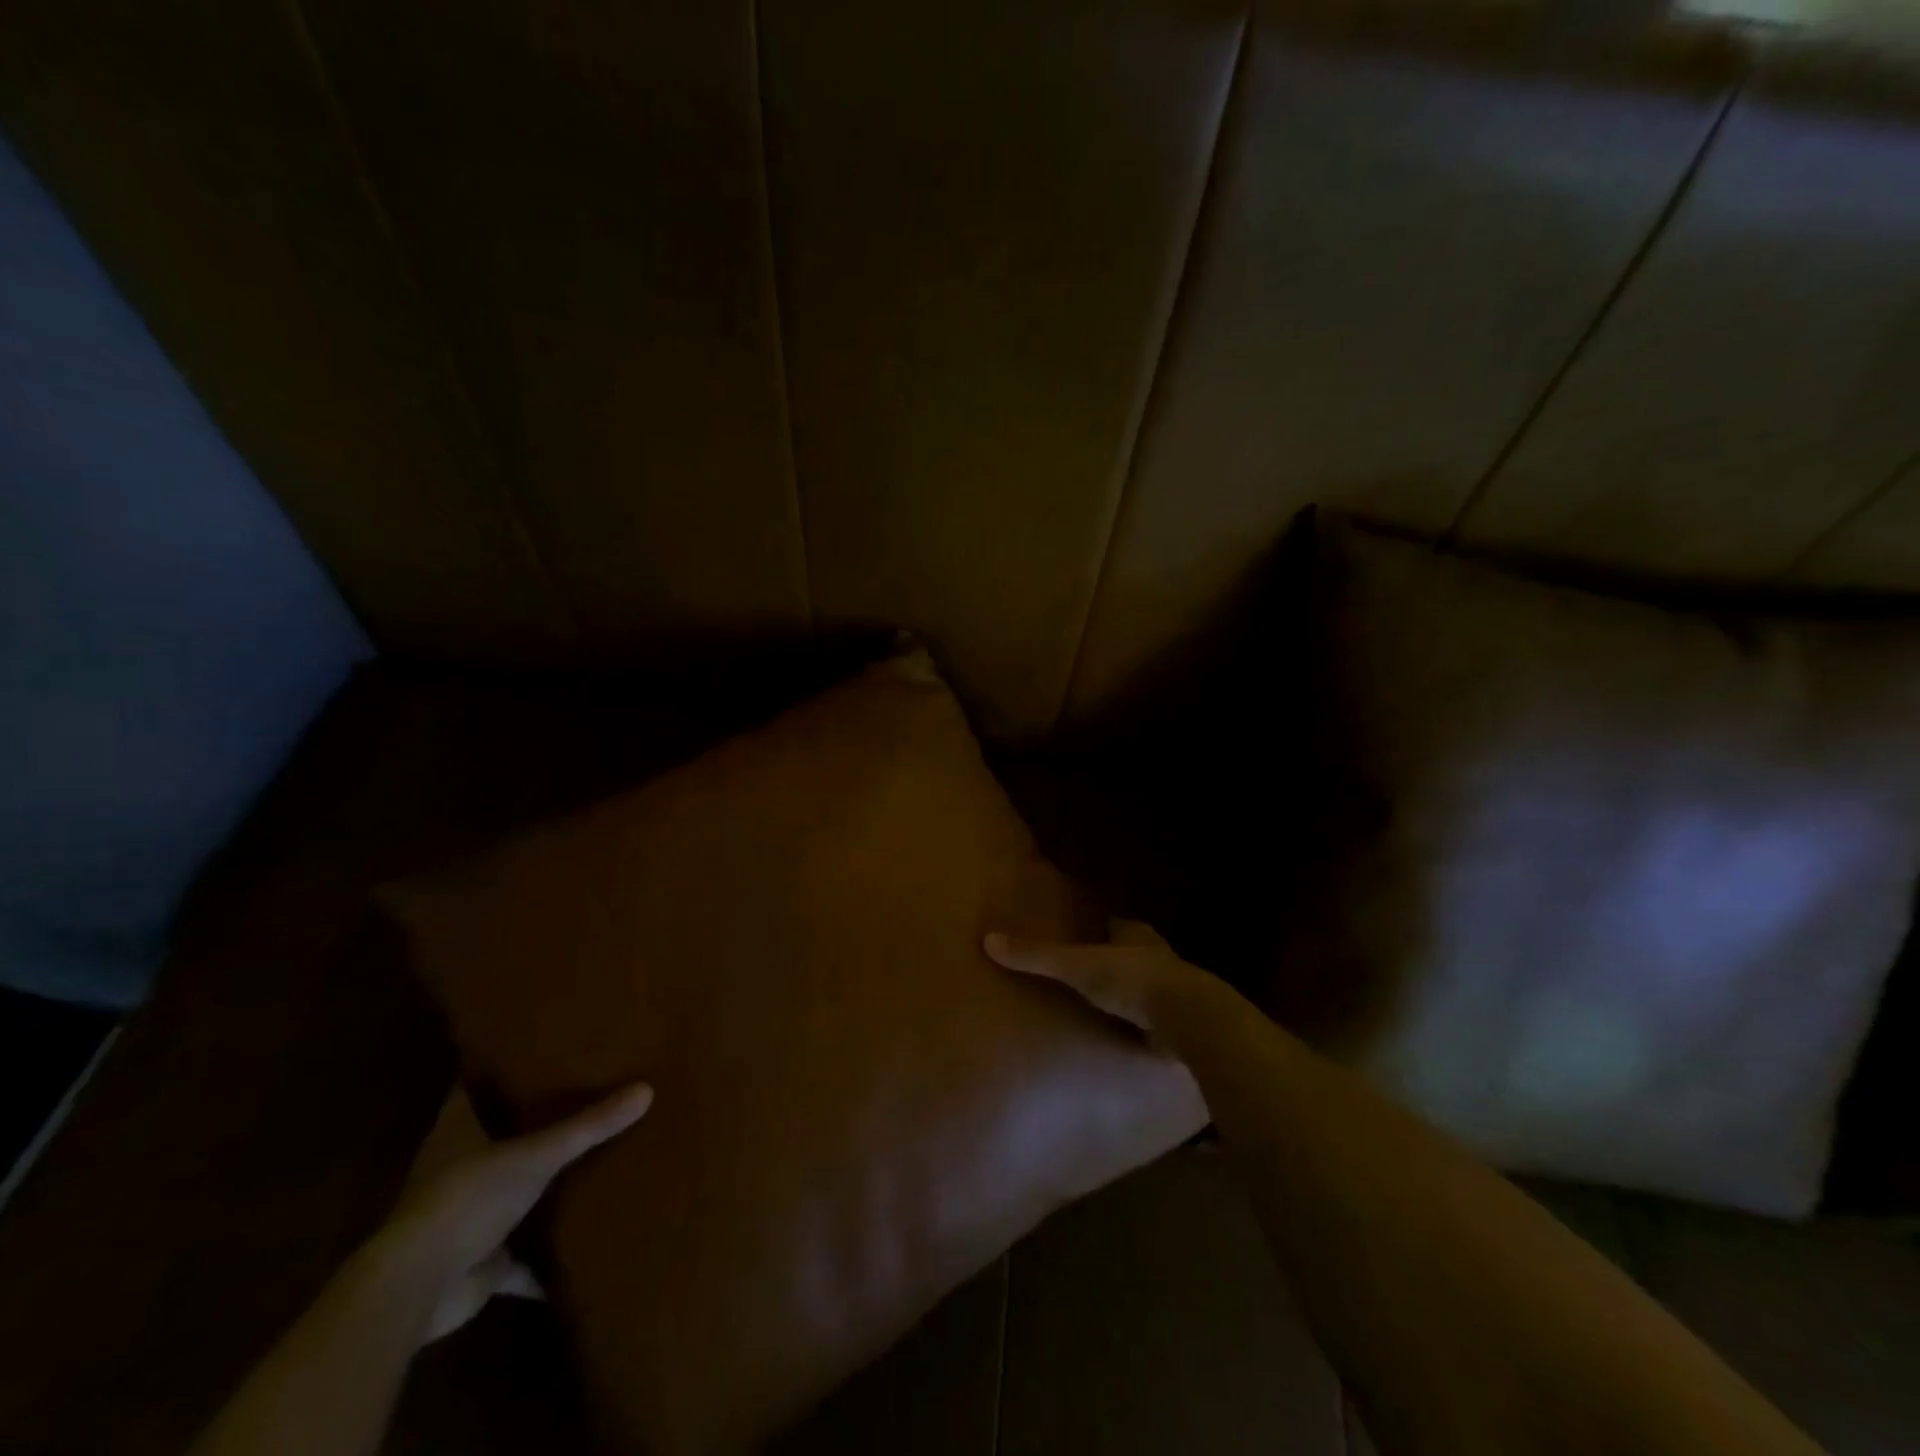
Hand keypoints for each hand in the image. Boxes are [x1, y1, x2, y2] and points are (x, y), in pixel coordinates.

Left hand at [381, 1082, 653, 1342]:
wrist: (417, 1289)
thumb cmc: (466, 1199)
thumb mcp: (536, 1154)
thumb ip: (589, 1126)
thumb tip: (647, 1089)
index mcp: (457, 1132)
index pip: (474, 1088)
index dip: (500, 1069)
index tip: (538, 1051)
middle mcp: (457, 1169)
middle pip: (497, 1137)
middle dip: (532, 1124)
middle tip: (583, 1095)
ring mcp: (466, 1218)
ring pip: (510, 1192)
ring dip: (539, 1186)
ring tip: (592, 1159)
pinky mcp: (478, 1262)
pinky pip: (520, 1257)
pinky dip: (544, 1258)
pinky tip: (580, 1249)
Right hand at [984, 918, 1216, 1038]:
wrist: (1188, 1019)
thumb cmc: (1132, 980)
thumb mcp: (1077, 966)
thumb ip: (1037, 955)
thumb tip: (989, 940)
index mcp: (1135, 935)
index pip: (1115, 924)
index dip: (1099, 928)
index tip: (1080, 934)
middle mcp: (1156, 956)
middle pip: (1131, 953)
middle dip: (1113, 960)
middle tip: (1086, 971)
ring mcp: (1171, 990)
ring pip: (1146, 985)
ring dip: (1130, 993)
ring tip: (1101, 1006)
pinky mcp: (1179, 1023)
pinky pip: (1155, 1019)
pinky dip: (1141, 1024)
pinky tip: (1124, 1035)